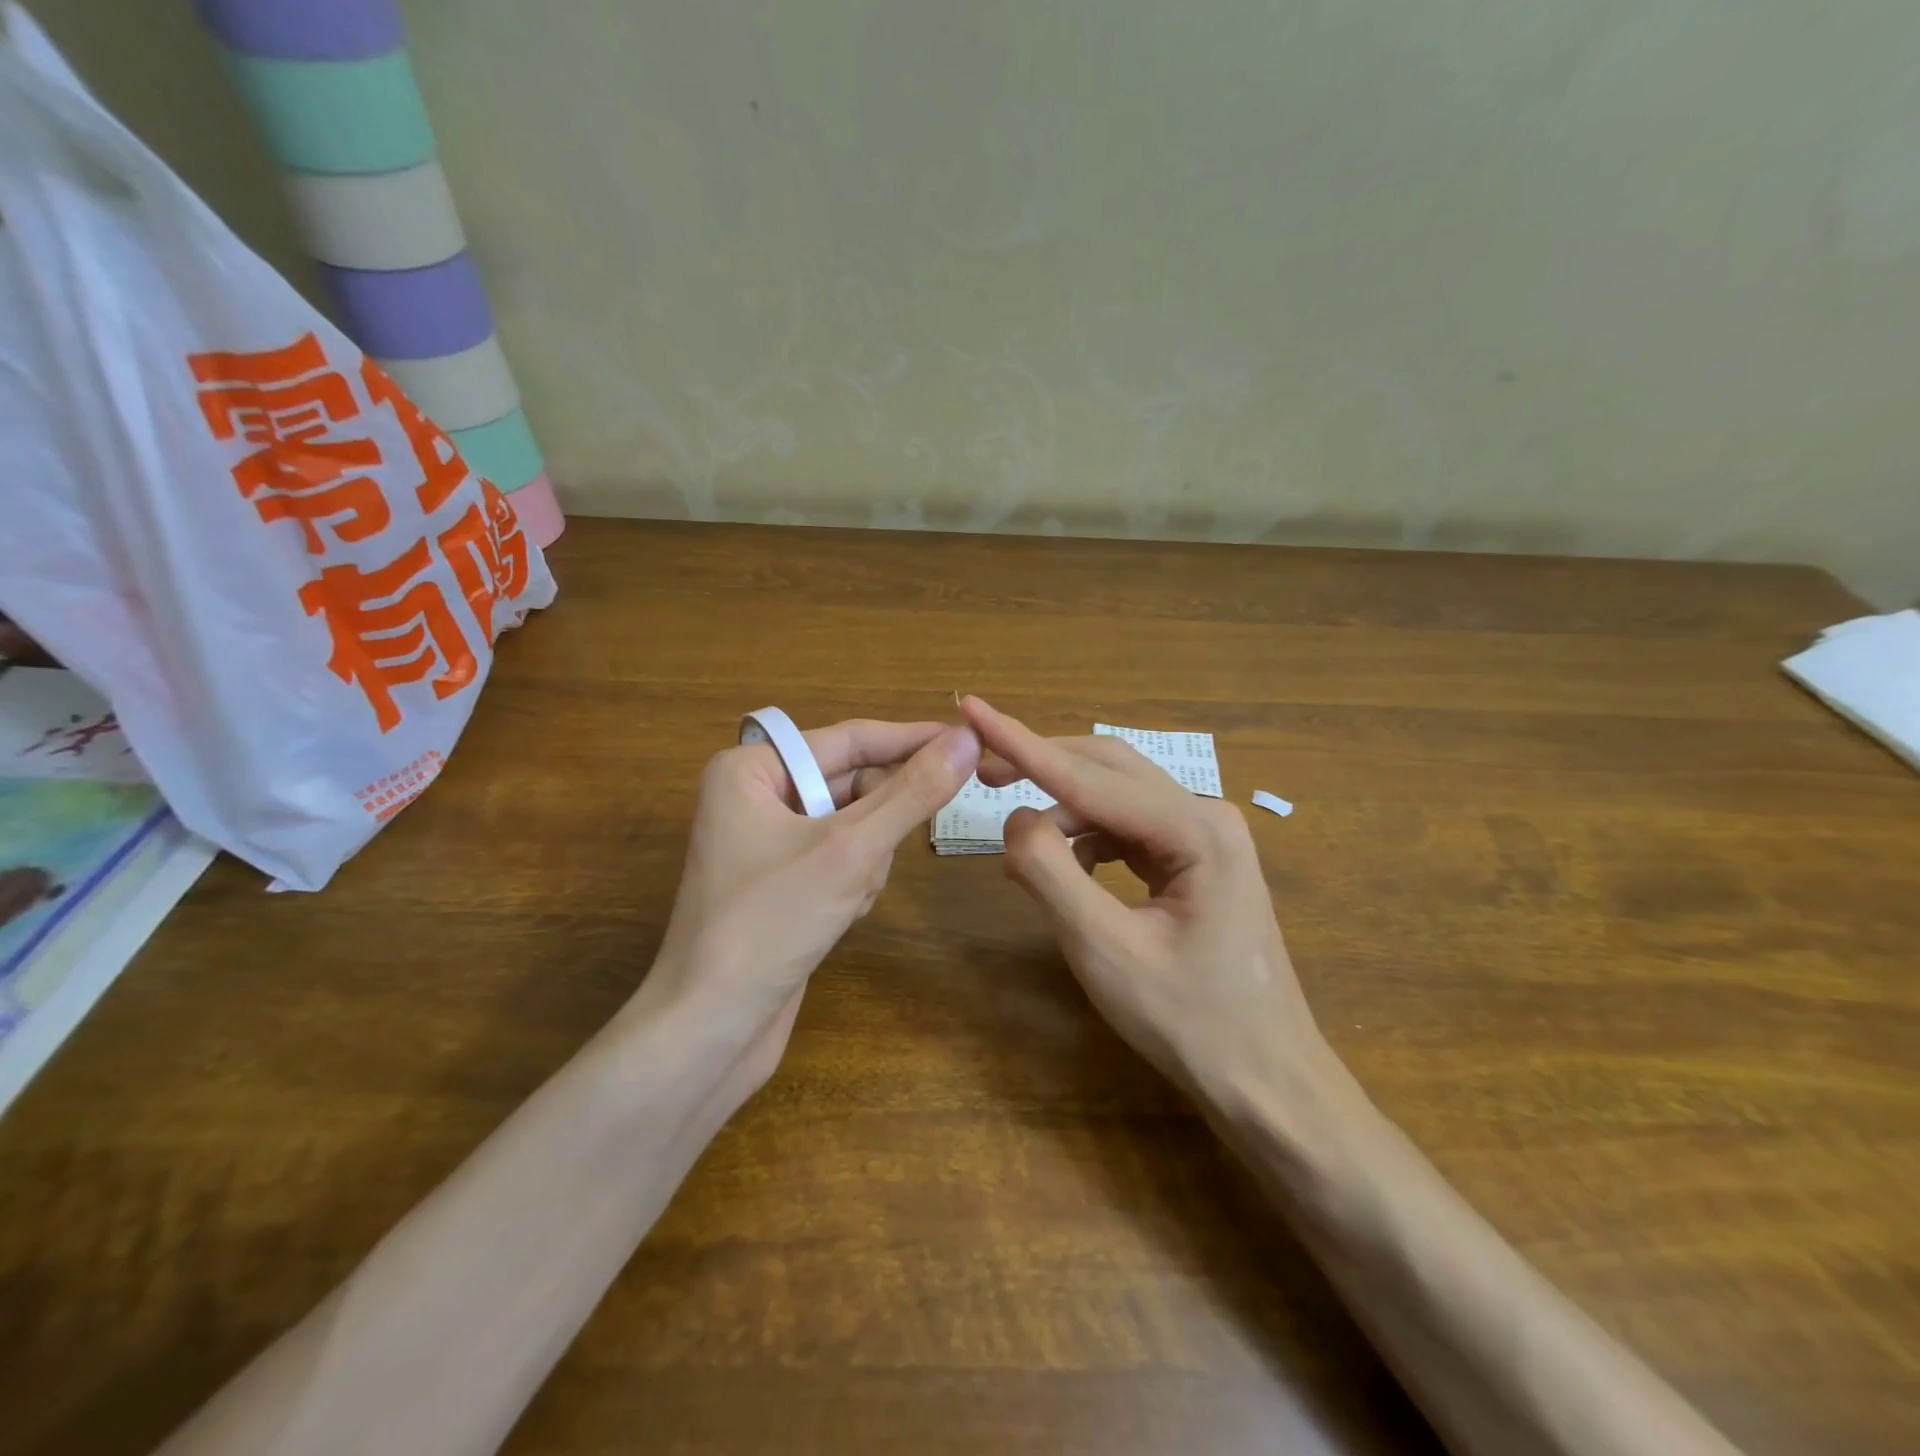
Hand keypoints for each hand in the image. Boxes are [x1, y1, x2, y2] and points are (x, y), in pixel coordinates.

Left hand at [635, 717, 980, 1097]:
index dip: (913, 739)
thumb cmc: (770, 924)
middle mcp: (755, 795)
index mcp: (751, 769)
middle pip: (852, 783)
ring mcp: (767, 841)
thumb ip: (912, 791)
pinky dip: (855, 881)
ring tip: (850, 896)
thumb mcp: (851, 850)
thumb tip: (968, 739)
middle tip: (896, 845)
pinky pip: (839, 858)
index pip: (850, 739)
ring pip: (853, 824)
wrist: (710, 1030)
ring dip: (868, 858)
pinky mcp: (781, 881)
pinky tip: (842, 915)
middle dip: (879, 821)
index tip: (971, 738)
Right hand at [961, 696, 1328, 1105]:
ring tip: (1017, 850)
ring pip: (1114, 799)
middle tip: (982, 772)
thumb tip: (1014, 820)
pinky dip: (1085, 841)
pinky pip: (1126, 831)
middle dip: (1041, 765)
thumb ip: (1052, 875)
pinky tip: (1060, 870)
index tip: (972, 708)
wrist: (1267, 1082)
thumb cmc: (1191, 1023)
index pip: (1089, 776)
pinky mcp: (1195, 862)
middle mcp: (1205, 816)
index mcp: (1196, 829)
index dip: (1022, 743)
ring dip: (1062, 811)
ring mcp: (1204, 839)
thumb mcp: (1106, 951)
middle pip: (1106, 769)